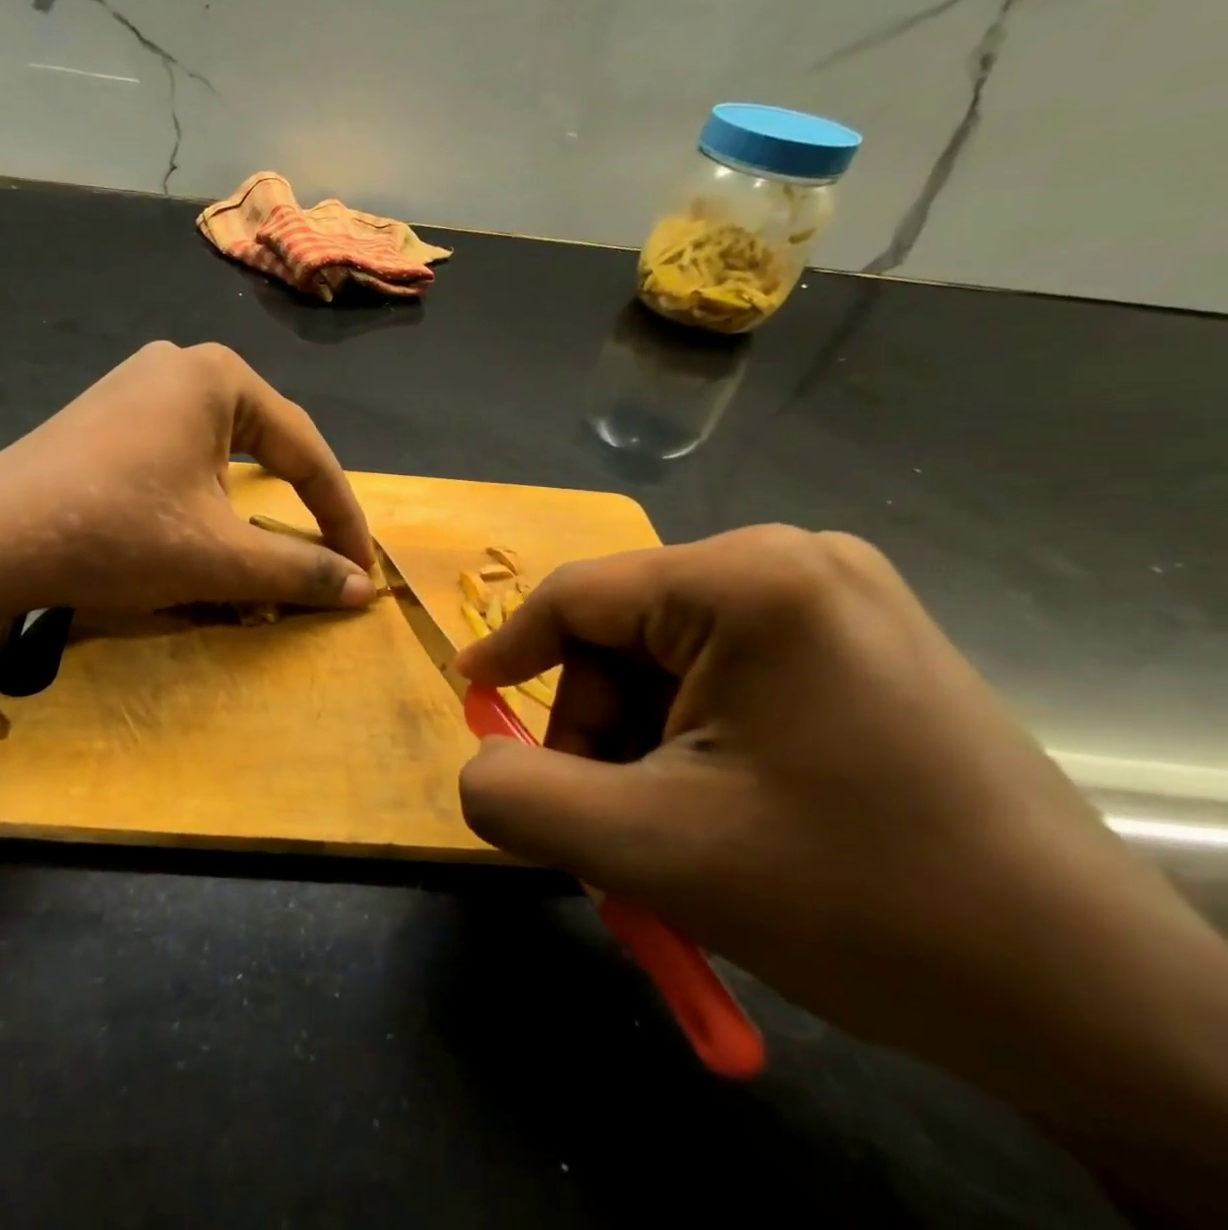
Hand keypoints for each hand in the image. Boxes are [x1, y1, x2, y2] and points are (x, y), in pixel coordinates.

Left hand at [0, 341, 376, 614]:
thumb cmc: (120, 533)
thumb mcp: (221, 558)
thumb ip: (300, 570)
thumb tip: (365, 589)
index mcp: (220, 377)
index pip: (306, 451)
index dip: (341, 515)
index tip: (364, 566)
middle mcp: (181, 365)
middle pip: (265, 444)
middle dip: (296, 504)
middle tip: (322, 552)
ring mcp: (135, 384)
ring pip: (220, 450)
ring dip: (248, 502)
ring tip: (262, 544)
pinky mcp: (103, 414)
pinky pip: (177, 451)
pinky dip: (202, 492)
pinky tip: (195, 522)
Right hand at [455, 526, 1227, 1217]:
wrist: (1090, 1001)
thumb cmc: (859, 903)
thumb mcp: (652, 852)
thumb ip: (522, 799)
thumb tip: (477, 765)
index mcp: (749, 580)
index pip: (578, 597)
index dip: (510, 650)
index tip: (471, 698)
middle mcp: (795, 560)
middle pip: (625, 631)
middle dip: (597, 724)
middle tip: (608, 816)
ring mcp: (838, 598)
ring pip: (670, 656)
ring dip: (642, 738)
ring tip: (669, 825)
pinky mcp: (861, 643)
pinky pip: (726, 671)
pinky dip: (693, 736)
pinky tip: (723, 804)